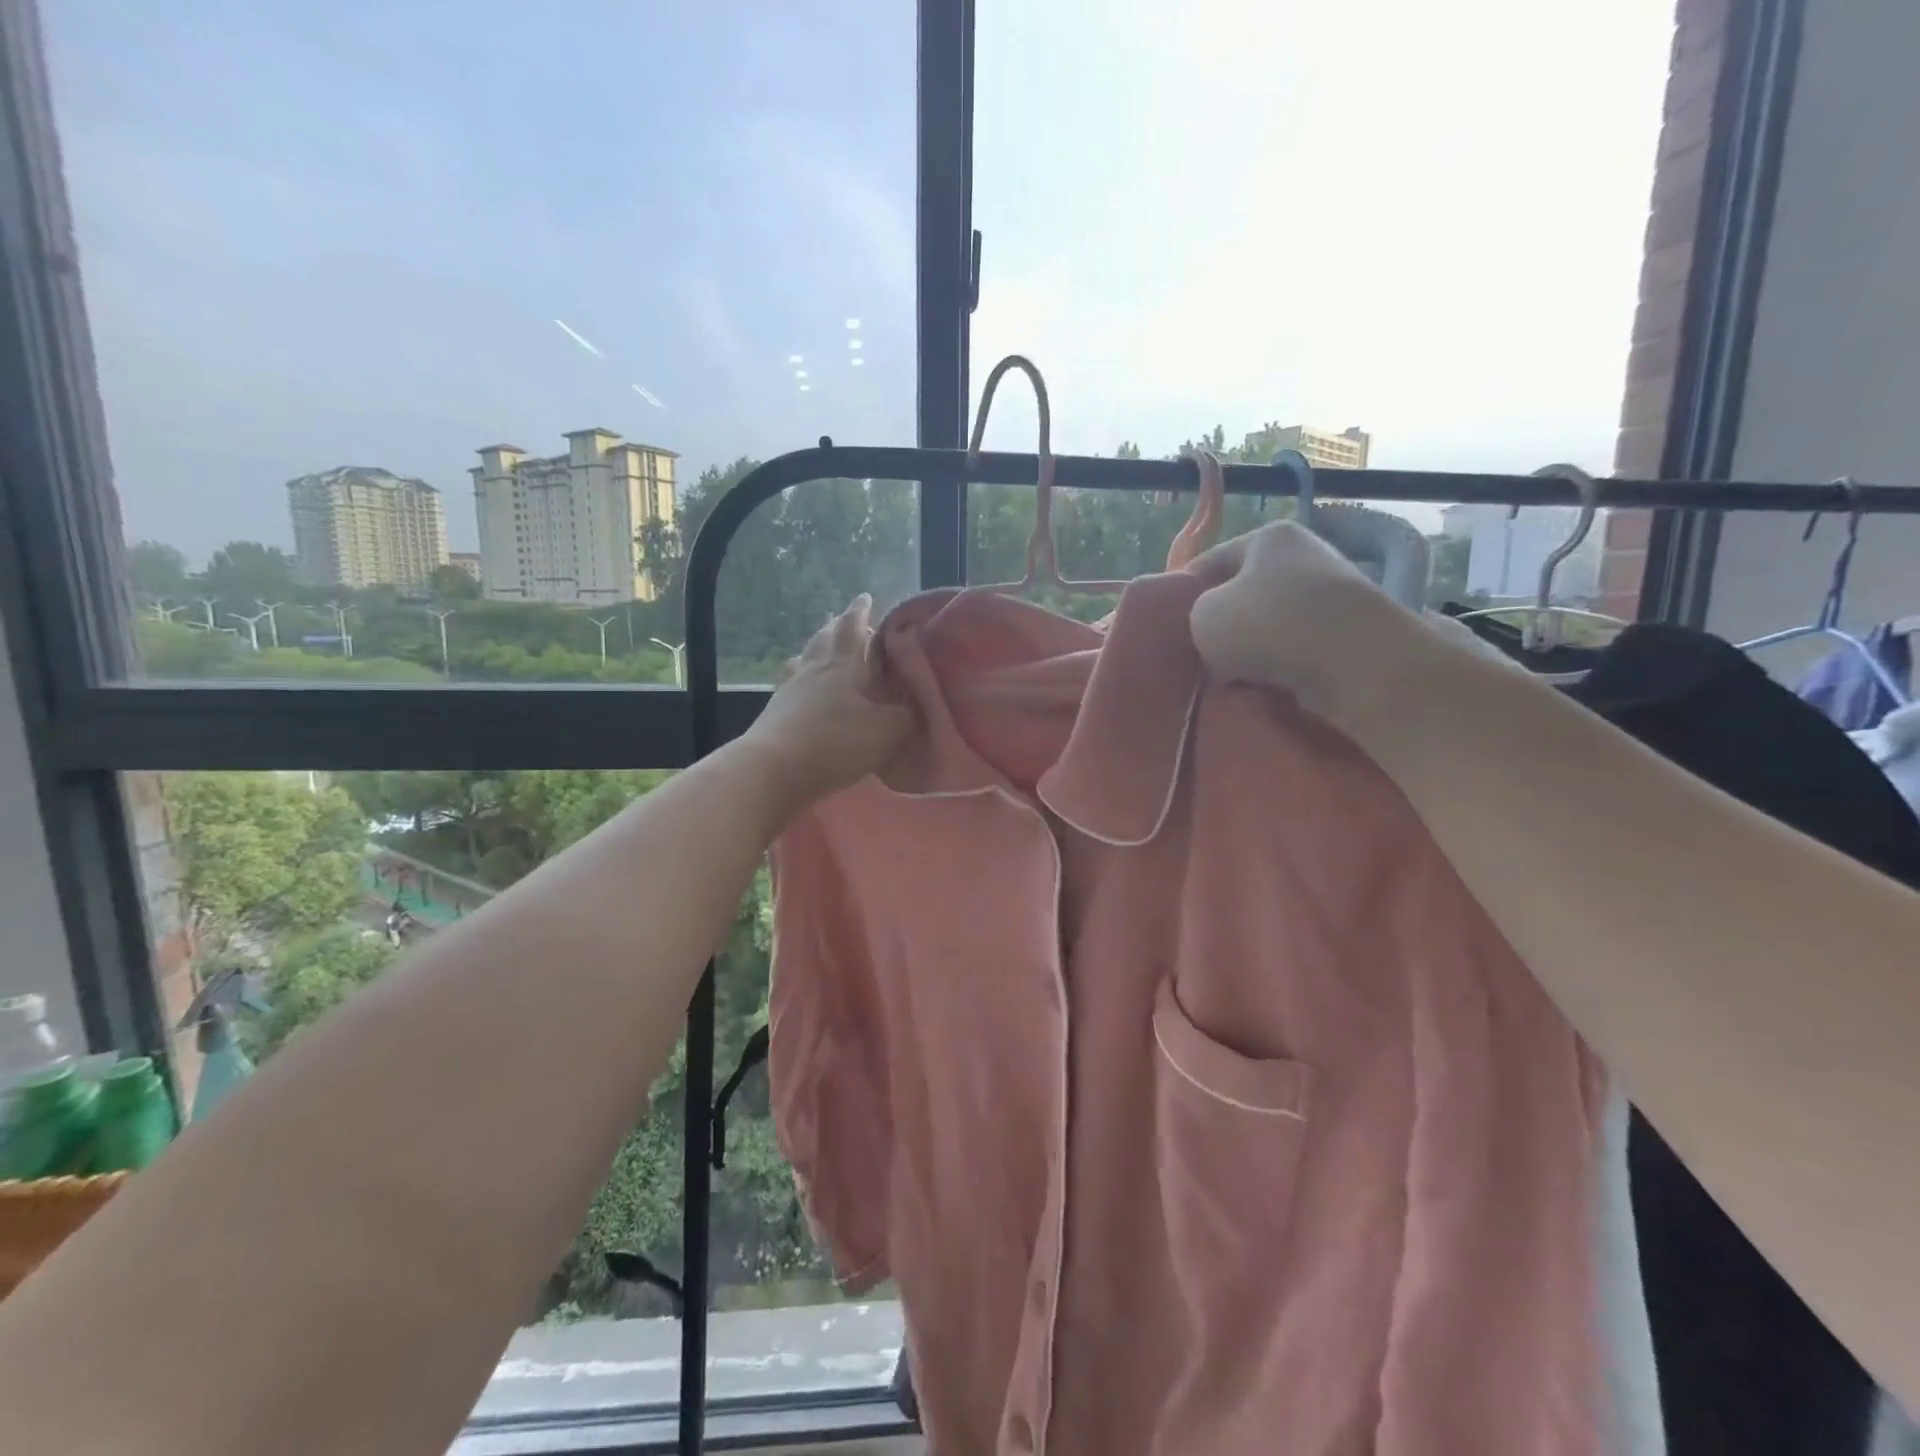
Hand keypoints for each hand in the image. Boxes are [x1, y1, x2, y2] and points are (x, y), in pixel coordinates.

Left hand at [744, 594, 914, 809]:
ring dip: (815, 649)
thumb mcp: (887, 731)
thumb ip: (906, 715)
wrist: (773, 769)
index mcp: (845, 666)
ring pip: (804, 658)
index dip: (860, 612)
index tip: (865, 596)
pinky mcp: (774, 713)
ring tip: (821, 648)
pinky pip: (791, 684)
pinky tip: (802, 688)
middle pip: (825, 638)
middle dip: (837, 626)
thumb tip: (913, 705)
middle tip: (844, 619)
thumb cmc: (836, 743)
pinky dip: (800, 679)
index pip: (854, 628)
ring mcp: (790, 690)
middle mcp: (815, 670)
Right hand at [1187, 521, 1424, 730]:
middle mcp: (1304, 557)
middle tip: (1199, 659)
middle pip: (1240, 597)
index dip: (1183, 597)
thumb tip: (1216, 639)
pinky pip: (1295, 652)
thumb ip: (1193, 618)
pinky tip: (1263, 688)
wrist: (1355, 663)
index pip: (1207, 564)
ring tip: (1230, 679)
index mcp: (1269, 537)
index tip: (1170, 632)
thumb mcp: (1202, 616)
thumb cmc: (1270, 625)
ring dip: (1249, 654)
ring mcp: (1331, 596)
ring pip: (1267, 628)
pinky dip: (1278, 669)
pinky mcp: (1348, 635)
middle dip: (1220, 629)